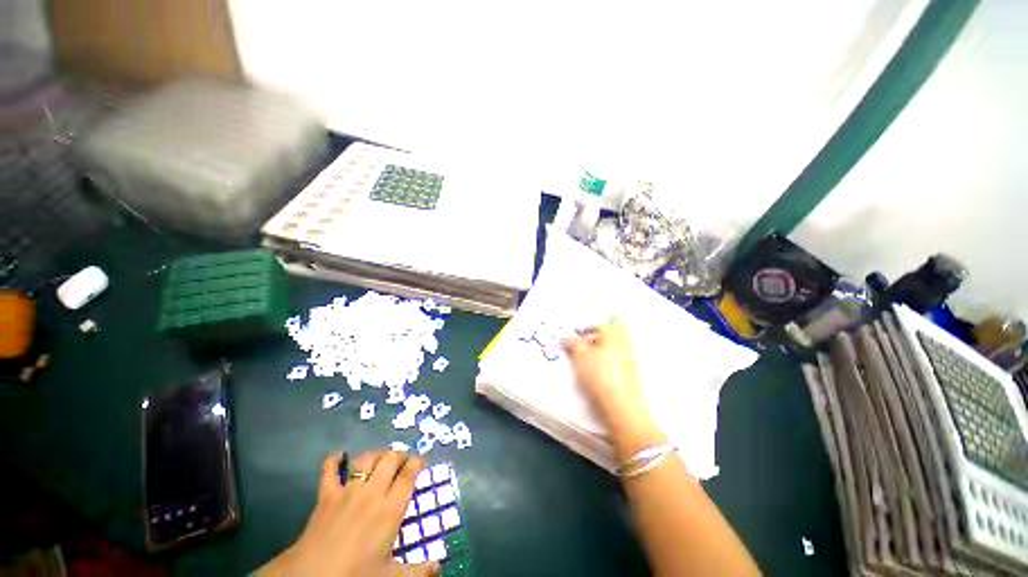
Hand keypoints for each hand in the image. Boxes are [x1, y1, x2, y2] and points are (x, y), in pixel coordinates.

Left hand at [259, 451, 438, 576]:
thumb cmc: (354, 575)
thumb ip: (417, 572)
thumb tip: (438, 566)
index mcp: (390, 509)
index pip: (408, 476)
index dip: (417, 463)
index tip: (421, 461)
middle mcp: (372, 493)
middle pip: (390, 460)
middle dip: (400, 455)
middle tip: (404, 460)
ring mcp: (348, 491)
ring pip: (367, 459)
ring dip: (377, 454)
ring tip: (382, 457)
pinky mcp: (327, 495)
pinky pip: (330, 471)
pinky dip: (334, 460)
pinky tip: (339, 455)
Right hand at [563, 318, 653, 439]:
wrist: (620, 403)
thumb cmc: (599, 373)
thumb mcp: (580, 355)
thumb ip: (573, 343)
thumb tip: (566, 337)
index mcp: (614, 334)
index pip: (610, 321)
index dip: (594, 325)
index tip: (581, 332)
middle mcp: (625, 343)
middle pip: (616, 331)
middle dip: (601, 334)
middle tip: (586, 341)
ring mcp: (630, 358)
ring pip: (617, 345)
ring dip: (603, 347)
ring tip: (588, 357)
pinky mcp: (630, 373)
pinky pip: (618, 358)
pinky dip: (608, 359)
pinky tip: (597, 369)